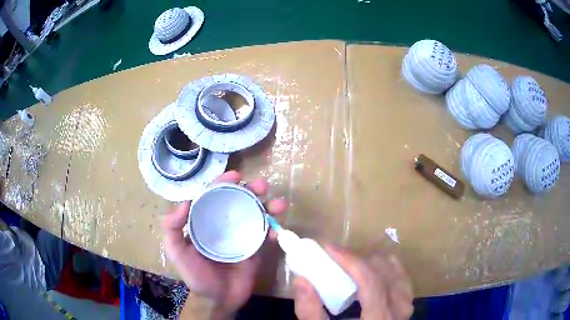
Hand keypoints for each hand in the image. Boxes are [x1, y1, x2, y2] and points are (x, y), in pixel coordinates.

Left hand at [162, 171, 286, 317]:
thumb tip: (185, 202)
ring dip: (269, 207)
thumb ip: (173, 229)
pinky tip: (278, 232)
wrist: (218, 299)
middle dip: (252, 190)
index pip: (214, 196)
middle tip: (262, 186)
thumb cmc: (196, 275)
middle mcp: (225, 225)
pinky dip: (274, 231)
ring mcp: (242, 237)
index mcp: (206, 222)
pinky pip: (266, 236)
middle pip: (239, 202)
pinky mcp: (255, 250)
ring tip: (278, 204)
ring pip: (257, 215)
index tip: (236, 175)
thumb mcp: (177, 252)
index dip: (224, 183)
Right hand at [293, 246, 413, 319]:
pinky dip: (387, 270)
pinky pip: (402, 280)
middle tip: (336, 259)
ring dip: (373, 264)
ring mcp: (406, 308)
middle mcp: (399, 310)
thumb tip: (301, 280)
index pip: (370, 280)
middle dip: (359, 259)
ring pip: (397, 273)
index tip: (329, 248)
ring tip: (352, 265)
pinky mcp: (406, 308)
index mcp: (379, 318)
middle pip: (385, 271)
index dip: (350, 260)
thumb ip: (309, 312)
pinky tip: (375, 272)